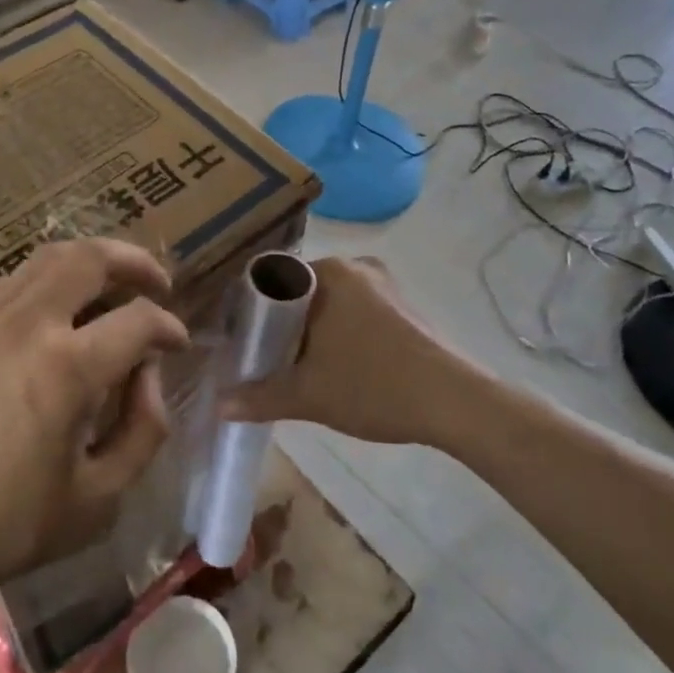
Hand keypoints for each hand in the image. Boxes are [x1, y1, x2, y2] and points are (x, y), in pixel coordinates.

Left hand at [0, 239, 188, 600]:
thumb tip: (148, 376)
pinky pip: (15, 279)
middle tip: (158, 283)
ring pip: (50, 257)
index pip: (138, 320)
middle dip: (135, 263)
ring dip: (92, 262)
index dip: (168, 327)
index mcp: (68, 368)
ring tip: (114, 285)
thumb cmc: (10, 523)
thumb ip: (143, 429)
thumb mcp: (100, 498)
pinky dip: (49, 277)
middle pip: (91, 258)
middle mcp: (29, 324)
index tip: (178, 344)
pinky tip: (59, 307)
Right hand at [220, 257, 466, 447]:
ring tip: (296, 368)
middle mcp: (356, 267)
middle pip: (301, 292)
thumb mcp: (307, 395)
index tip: (241, 341)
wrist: (455, 403)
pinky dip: (339, 335)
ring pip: (330, 304)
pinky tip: (337, 368)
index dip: (250, 311)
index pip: (271, 279)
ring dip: (311, 332)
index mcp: (329, 272)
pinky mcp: (405, 308)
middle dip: (281, 325)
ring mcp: (385, 286)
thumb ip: (259, 397)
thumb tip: (218, 405)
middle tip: (264, 359)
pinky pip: (356, 314)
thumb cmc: (373, 385)